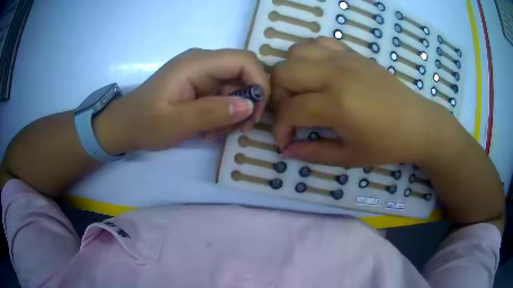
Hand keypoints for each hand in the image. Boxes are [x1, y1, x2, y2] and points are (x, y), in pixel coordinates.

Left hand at [96, 49, 269, 152]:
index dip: (259, 83)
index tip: (256, 113)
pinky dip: (223, 114)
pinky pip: (223, 96)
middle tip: (241, 128)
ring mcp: (201, 73)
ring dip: (234, 112)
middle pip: (243, 73)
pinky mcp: (199, 85)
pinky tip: (209, 130)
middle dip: (249, 101)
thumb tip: (250, 106)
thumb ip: (212, 113)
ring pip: (236, 87)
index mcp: (197, 63)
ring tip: (215, 133)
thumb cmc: (145, 123)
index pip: (244, 60)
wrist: (125, 125)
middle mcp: (203, 62)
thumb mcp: (176, 122)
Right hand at [271, 37, 452, 166]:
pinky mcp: (353, 53)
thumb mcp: (350, 157)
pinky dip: (309, 55)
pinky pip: (319, 43)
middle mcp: (336, 74)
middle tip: (291, 112)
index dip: (280, 128)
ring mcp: (345, 59)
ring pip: (296, 52)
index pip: (289, 110)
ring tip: (302, 91)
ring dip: (291, 73)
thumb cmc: (387, 145)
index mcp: (337, 105)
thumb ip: (313, 153)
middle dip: (278, 96)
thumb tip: (286, 151)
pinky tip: (319, 73)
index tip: (286, 140)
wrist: (418, 123)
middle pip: (283, 73)